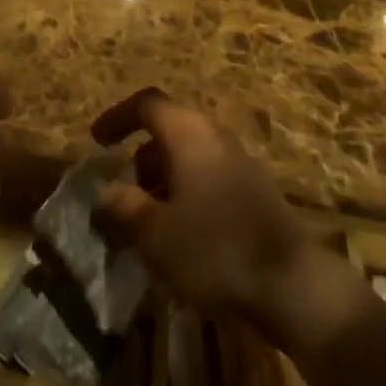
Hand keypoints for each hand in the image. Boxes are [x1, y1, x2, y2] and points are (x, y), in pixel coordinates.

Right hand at [90, 89, 385, 385]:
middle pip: (167, 129)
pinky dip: (186, 192)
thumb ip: (123, 208)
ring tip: (150, 222)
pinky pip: (206, 174)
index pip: (145, 104)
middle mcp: (212, 132)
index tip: (96, 141)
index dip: (117, 117)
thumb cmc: (215, 248)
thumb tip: (104, 193)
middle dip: (140, 158)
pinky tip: (183, 234)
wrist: (290, 281)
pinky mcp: (251, 186)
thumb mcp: (156, 234)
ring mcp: (236, 158)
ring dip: (163, 179)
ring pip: (187, 155)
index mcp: (187, 131)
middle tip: (124, 194)